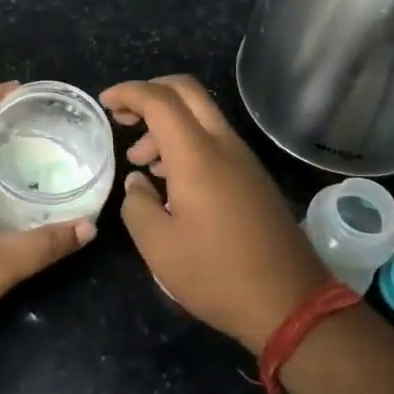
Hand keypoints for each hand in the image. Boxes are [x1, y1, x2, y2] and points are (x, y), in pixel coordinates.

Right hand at [101, 76, 328, 354]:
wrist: (289, 302)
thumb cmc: (216, 274)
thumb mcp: (158, 245)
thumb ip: (137, 204)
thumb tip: (137, 182)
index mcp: (197, 155)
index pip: (159, 99)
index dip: (128, 92)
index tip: (104, 104)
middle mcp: (223, 145)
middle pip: (186, 91)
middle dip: (150, 93)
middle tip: (123, 117)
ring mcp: (244, 159)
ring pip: (201, 115)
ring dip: (167, 123)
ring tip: (141, 160)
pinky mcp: (253, 177)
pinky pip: (215, 139)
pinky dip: (186, 141)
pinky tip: (170, 177)